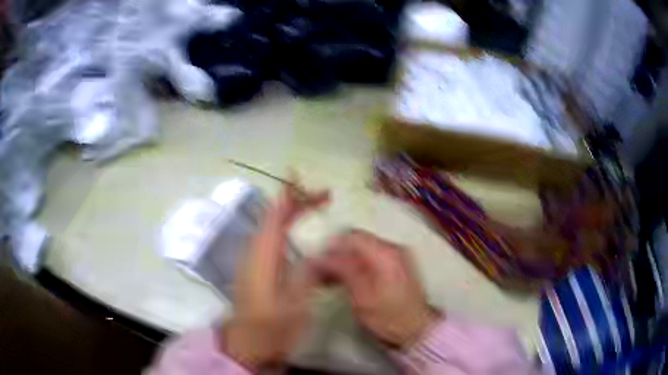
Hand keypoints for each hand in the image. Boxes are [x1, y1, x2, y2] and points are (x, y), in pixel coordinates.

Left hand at [220, 183, 329, 370]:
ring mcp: (253, 261)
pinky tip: (298, 231)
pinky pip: (271, 240)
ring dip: (291, 214)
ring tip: (315, 206)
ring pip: (271, 228)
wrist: (247, 345)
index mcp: (263, 258)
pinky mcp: (256, 269)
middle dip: (296, 203)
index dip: (287, 196)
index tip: (300, 178)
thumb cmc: (270, 328)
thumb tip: (322, 253)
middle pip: (273, 218)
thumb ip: (307, 274)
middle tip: (324, 196)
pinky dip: (286, 228)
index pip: (274, 218)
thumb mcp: (295, 305)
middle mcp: (254, 253)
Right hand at [317, 230, 439, 348]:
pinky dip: (358, 266)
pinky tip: (346, 280)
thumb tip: (320, 257)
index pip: (352, 236)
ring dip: (346, 261)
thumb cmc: (388, 317)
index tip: (316, 262)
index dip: (331, 246)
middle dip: (337, 254)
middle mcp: (393, 248)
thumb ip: (343, 271)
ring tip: (329, 279)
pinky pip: (372, 258)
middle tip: (319, 272)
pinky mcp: (398, 265)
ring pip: (364, 250)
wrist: (417, 330)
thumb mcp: (362, 297)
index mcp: (385, 253)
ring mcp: (398, 256)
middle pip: (358, 241)